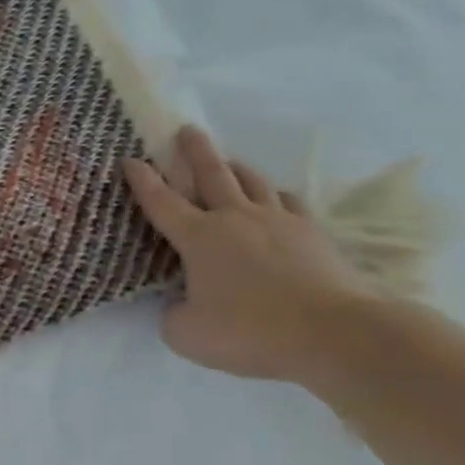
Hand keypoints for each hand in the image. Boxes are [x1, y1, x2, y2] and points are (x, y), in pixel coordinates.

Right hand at [122, 126, 373, 383]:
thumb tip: (178, 306)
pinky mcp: (312, 234)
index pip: (161, 201)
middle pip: (211, 173)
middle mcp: (234, 218)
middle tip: (187, 129)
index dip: (142, 180)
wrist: (335, 333)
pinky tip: (276, 199)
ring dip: (235, 166)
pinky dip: (276, 196)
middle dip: (195, 150)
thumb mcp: (188, 335)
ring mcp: (277, 222)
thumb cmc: (251, 331)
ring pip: (252, 181)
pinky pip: (289, 203)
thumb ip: (173, 315)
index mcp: (198, 237)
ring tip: (228, 160)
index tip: (129, 159)